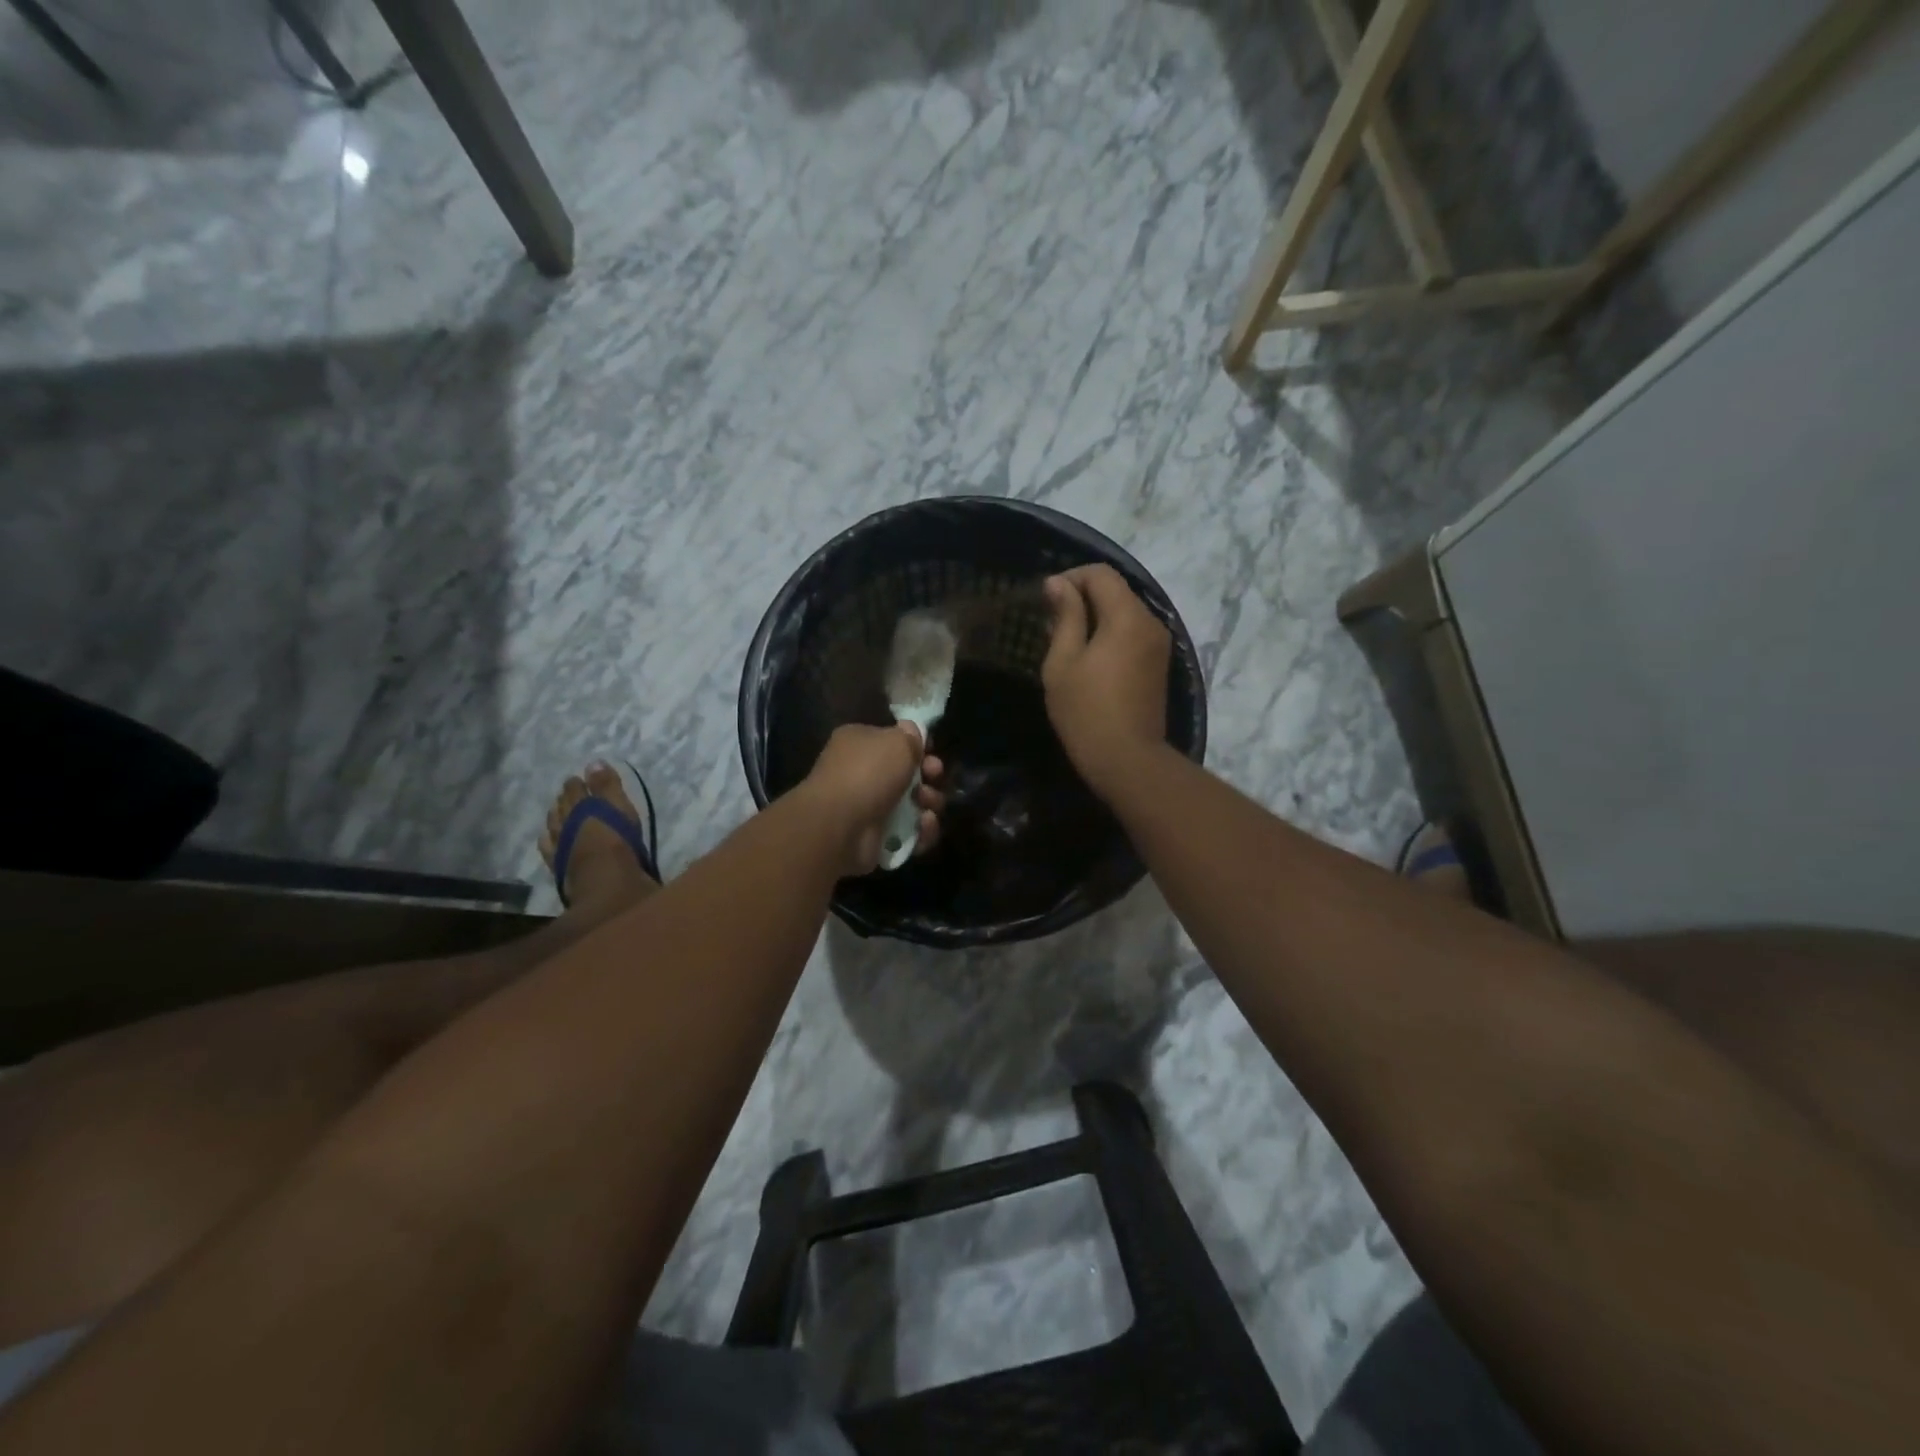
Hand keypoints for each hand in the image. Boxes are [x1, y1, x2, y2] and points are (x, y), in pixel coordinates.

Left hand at [799, 723, 946, 874]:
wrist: (841, 825)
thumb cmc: (868, 772)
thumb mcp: (897, 741)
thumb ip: (910, 735)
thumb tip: (912, 731)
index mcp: (859, 744)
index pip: (893, 741)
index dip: (917, 747)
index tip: (932, 753)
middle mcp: (861, 774)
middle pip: (907, 774)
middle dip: (928, 777)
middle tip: (934, 778)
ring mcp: (868, 808)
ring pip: (912, 804)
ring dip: (929, 803)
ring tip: (928, 805)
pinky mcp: (876, 838)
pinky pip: (910, 833)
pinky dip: (922, 831)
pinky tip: (924, 826)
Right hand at [1042, 565, 1170, 794]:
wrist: (1128, 759)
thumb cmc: (1086, 711)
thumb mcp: (1063, 661)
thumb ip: (1065, 616)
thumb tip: (1058, 583)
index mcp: (1127, 617)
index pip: (1101, 574)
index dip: (1071, 577)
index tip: (1045, 599)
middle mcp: (1150, 622)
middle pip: (1116, 590)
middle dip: (1083, 596)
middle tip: (1052, 622)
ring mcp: (1158, 644)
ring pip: (1125, 612)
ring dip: (1096, 616)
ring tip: (1066, 641)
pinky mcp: (1158, 664)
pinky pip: (1132, 633)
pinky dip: (1110, 634)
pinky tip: (1089, 657)